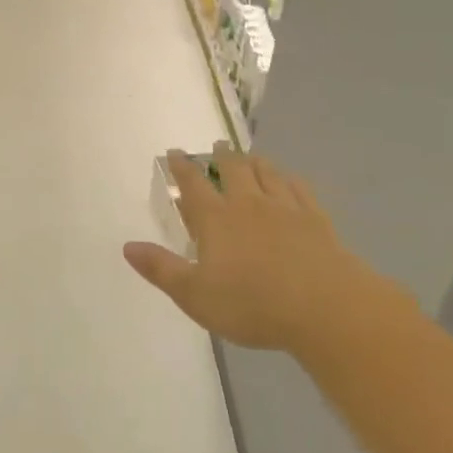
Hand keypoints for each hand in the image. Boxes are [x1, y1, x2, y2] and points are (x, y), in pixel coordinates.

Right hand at [124, 146, 359, 351]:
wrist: (325, 308)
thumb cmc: (252, 304)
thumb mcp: (195, 295)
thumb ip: (161, 269)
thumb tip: (128, 246)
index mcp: (216, 219)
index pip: (193, 184)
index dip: (182, 167)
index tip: (175, 152)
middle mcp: (248, 204)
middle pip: (233, 169)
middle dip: (222, 155)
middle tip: (218, 144)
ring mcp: (285, 208)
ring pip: (266, 173)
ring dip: (255, 162)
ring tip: (250, 157)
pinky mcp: (316, 219)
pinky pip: (299, 188)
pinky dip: (289, 179)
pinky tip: (289, 180)